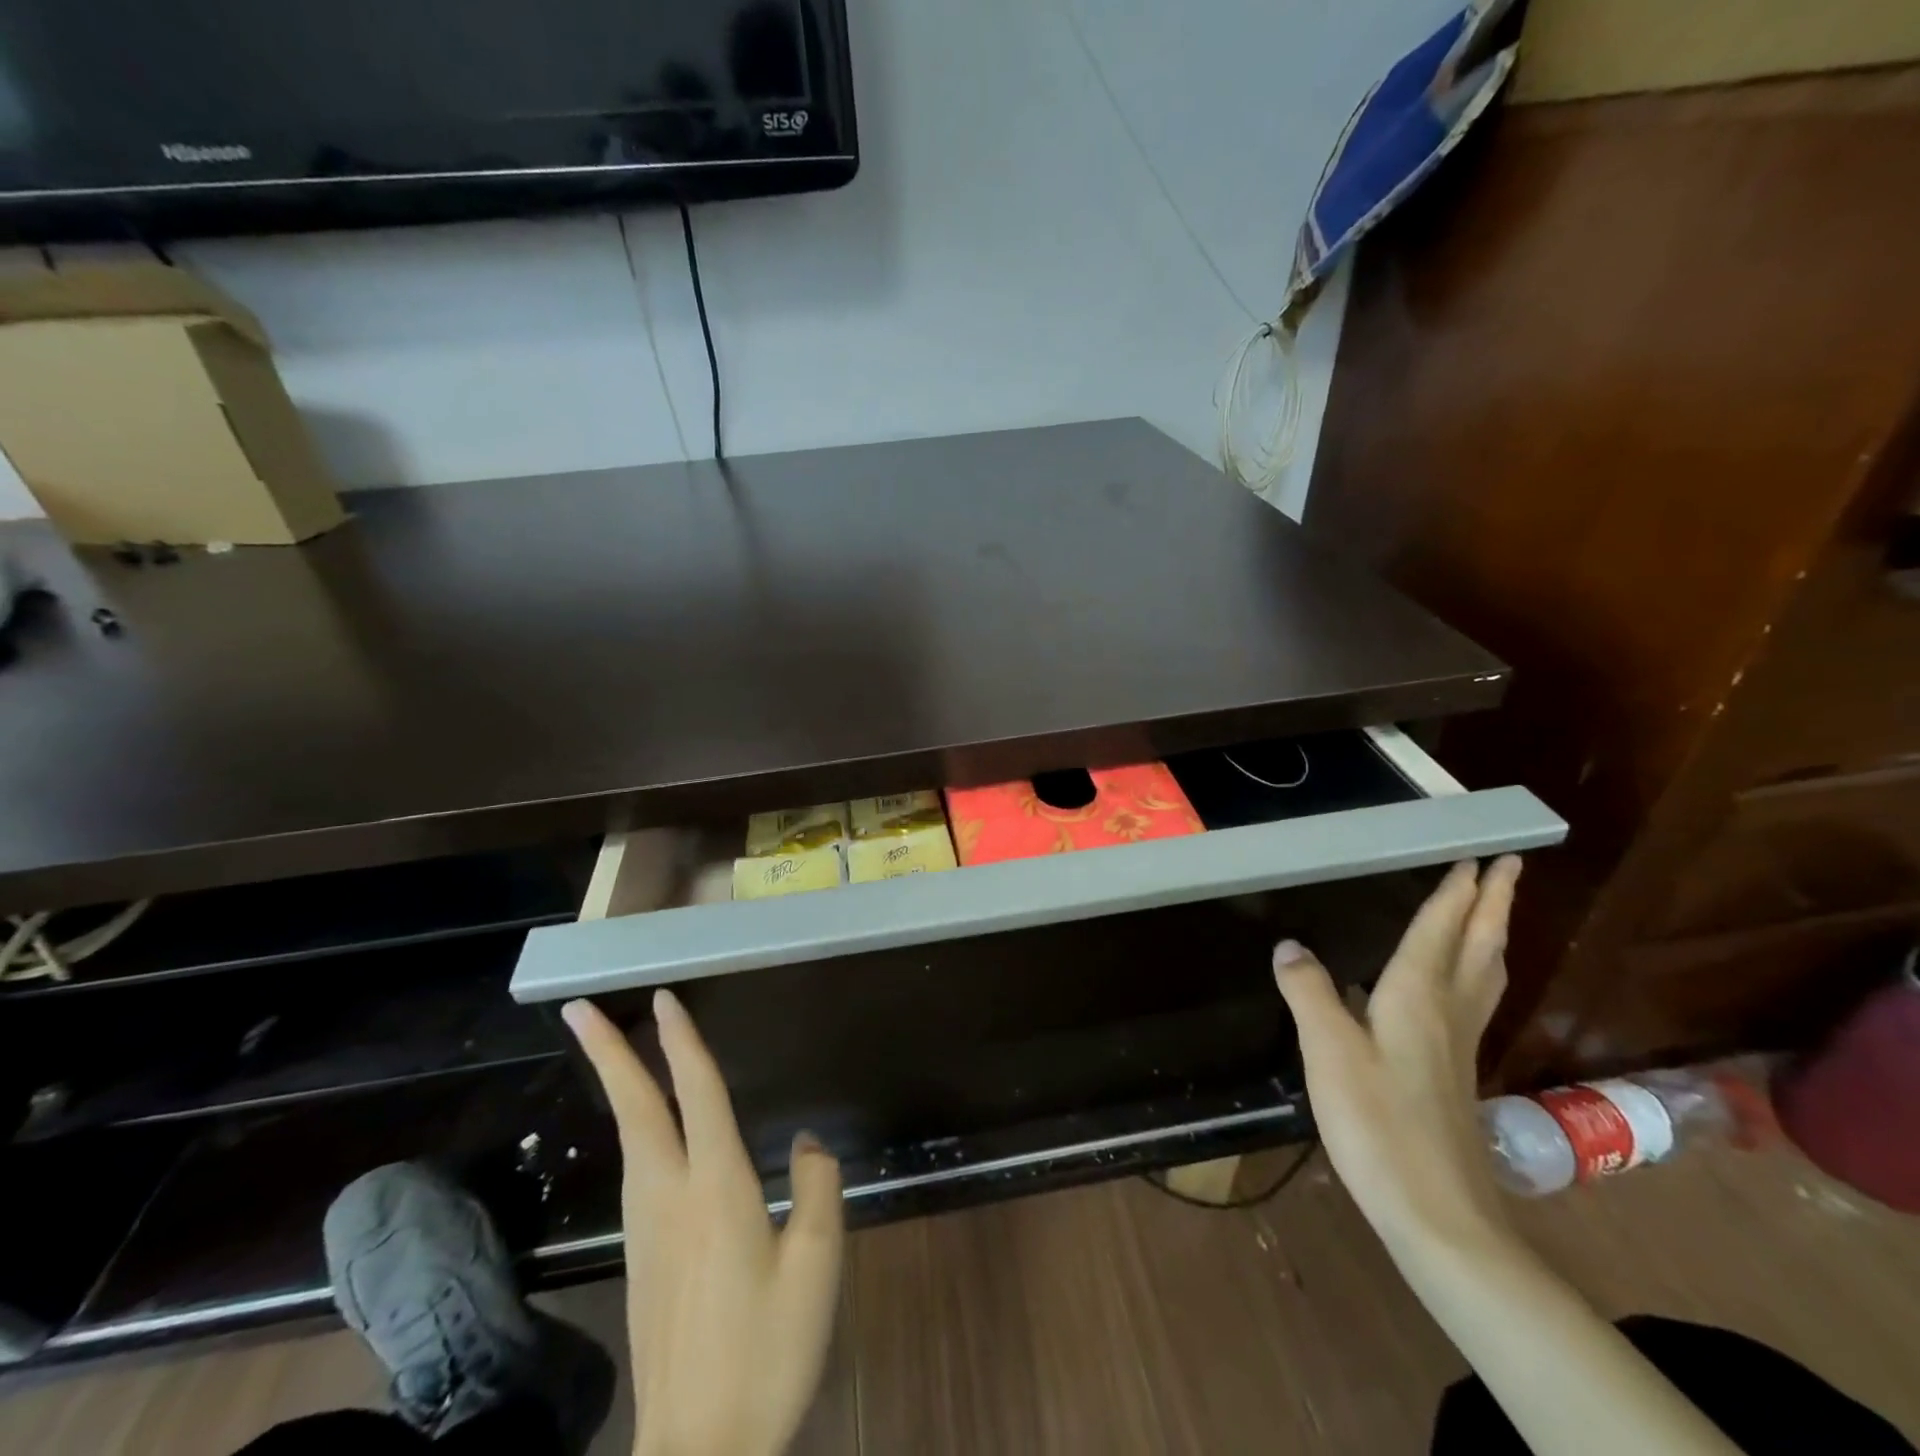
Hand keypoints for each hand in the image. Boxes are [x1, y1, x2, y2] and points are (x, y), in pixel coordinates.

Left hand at [563, 991, 843, 1455]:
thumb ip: (818, 1189)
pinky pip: (635, 1168)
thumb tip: (806, 1141)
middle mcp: (671, 1196)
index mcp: (717, 1189)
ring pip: (629, 1136)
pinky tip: (646, 1127)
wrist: (701, 1450)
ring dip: (617, 1084)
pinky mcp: (641, 1257)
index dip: (681, 1043)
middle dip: (607, 1053)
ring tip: (612, 1050)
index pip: (697, 1095)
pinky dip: (634, 1125)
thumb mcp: (817, 1267)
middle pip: (636, 1109)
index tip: (663, 999)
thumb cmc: (766, 1353)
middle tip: (579, 1009)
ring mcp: (647, 1228)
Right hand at [1272, 857, 1520, 1256]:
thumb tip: (1290, 945)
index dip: (1457, 892)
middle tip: (1509, 866)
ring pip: (1484, 975)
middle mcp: (1447, 1012)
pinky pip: (1472, 1001)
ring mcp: (1457, 1046)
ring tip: (1493, 913)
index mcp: (1417, 996)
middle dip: (1493, 903)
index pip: (1441, 930)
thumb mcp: (1329, 1052)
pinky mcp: (1454, 1073)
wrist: (1438, 1214)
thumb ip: (1309, 992)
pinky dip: (1474, 973)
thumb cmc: (1379, 1124)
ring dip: (1491, 936)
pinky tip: (1452, 986)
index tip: (1478, 855)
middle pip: (1478, 946)